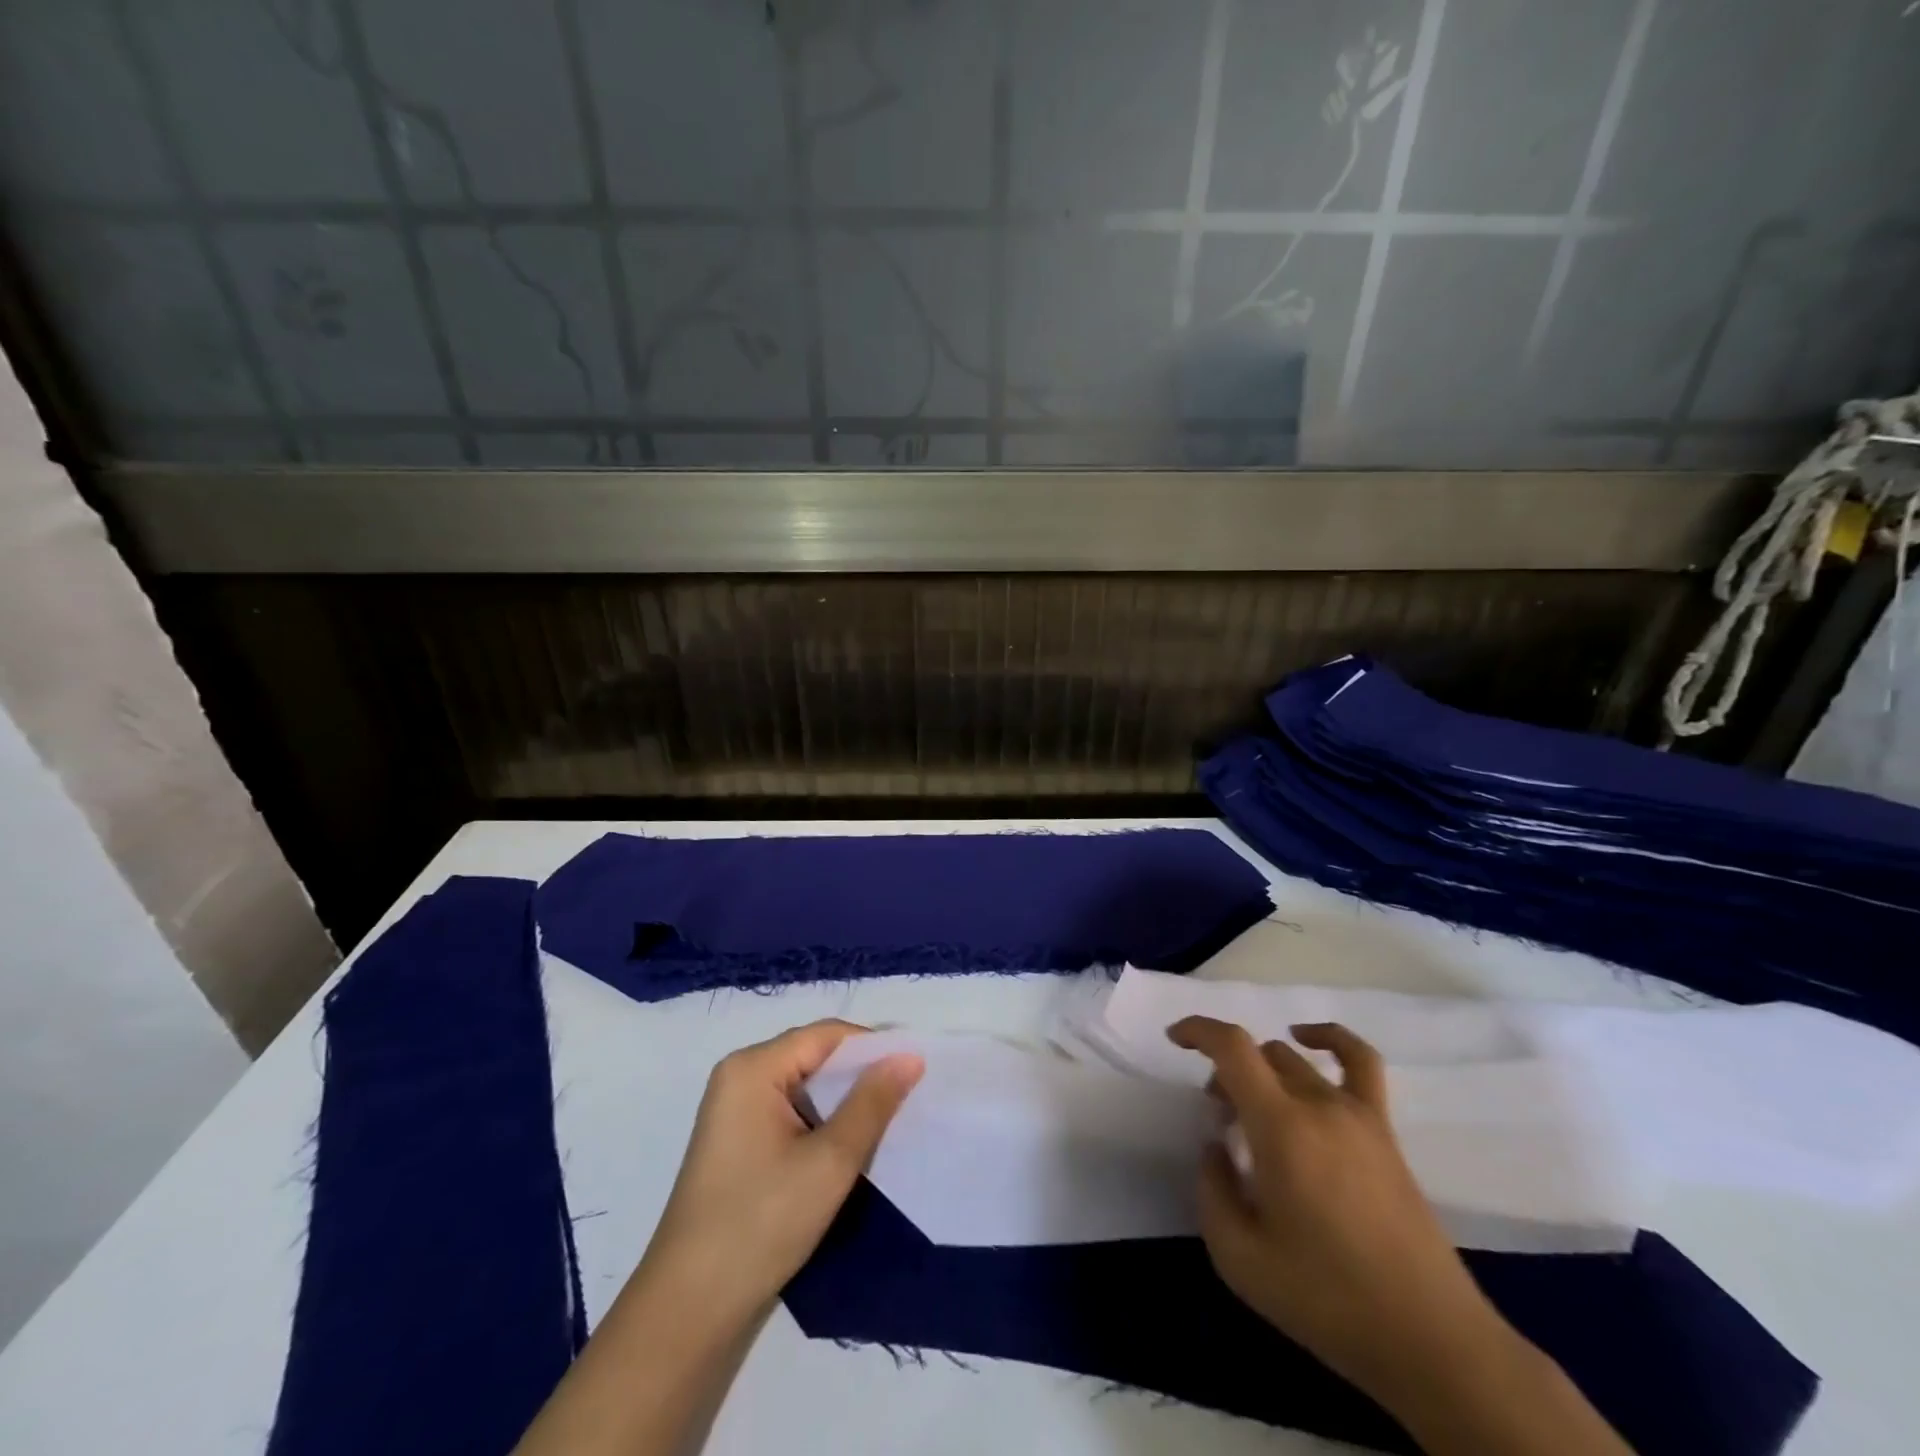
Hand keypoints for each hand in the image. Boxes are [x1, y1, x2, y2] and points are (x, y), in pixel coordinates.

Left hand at [514, 1023, 921, 1455]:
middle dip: (861, 1076)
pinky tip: (849, 1148)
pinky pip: (791, 1113)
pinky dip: (822, 1123)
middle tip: (909, 1098)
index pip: (826, 1035)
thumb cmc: (761, 1224)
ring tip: (887, 1123)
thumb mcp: (829, 1161)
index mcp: (753, 1068)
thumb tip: (910, 1055)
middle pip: (814, 1057)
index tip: (917, 1070)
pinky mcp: (738, 1143)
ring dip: (844, 1103)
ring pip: (806, 1088)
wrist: (689, 1312)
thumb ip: (873, 1102)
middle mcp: (739, 1077)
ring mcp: (734, 1111)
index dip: (874, 1047)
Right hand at [1168, 1016, 1501, 1397]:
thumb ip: (1212, 1189)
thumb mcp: (1239, 1257)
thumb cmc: (1326, 1299)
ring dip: (1262, 1071)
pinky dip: (1330, 1038)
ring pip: (1295, 1060)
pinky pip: (1360, 1062)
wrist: (1429, 1340)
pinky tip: (1310, 1041)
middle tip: (1220, 1121)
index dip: (1198, 1030)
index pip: (1233, 1048)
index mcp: (1280, 1128)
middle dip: (1227, 1074)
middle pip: (1260, 1056)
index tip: (1174, 1039)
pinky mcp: (1384, 1132)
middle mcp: (1318, 1105)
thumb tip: (1216, 1148)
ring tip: (1255, 1110)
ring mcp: (1358, 1115)